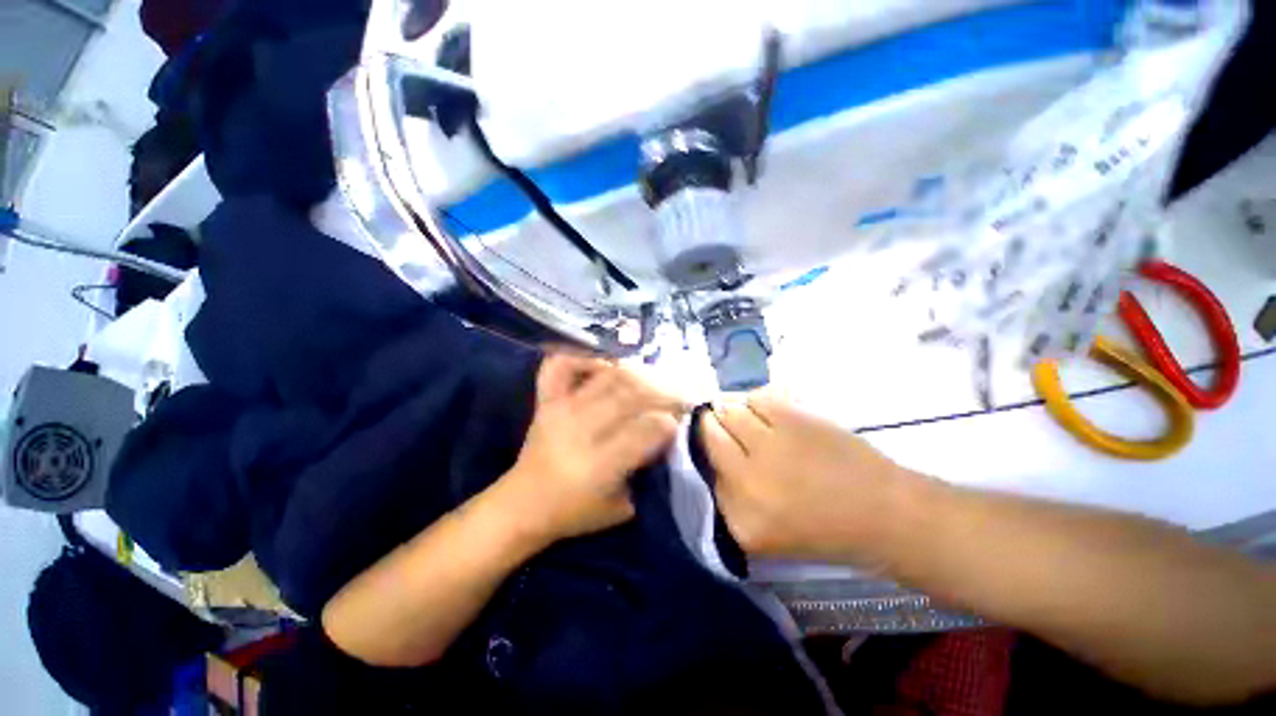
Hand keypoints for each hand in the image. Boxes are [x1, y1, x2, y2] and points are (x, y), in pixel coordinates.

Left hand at [496, 353, 682, 546]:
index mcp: (600, 464)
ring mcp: (561, 409)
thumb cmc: (574, 513)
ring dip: (638, 374)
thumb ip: (647, 472)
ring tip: (653, 381)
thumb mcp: (621, 507)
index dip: (670, 422)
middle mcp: (580, 429)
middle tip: (677, 396)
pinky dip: (586, 358)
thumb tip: (667, 435)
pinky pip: (563, 365)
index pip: (647, 428)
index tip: (681, 421)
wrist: (522, 505)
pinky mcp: (546, 400)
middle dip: (663, 393)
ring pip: (608, 376)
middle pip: (631, 394)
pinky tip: (607, 367)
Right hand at [701, 391, 921, 563]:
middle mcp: (747, 480)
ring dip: (735, 413)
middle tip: (727, 428)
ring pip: (729, 411)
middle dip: (712, 426)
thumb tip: (713, 455)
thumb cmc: (823, 527)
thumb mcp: (763, 532)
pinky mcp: (792, 420)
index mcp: (740, 518)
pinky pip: (756, 398)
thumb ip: (729, 498)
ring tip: (753, 423)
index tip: (717, 448)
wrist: (882, 512)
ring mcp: (769, 446)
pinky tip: (772, 415)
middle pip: (709, 433)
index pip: (703, 469)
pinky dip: (758, 403)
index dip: (706, 451)